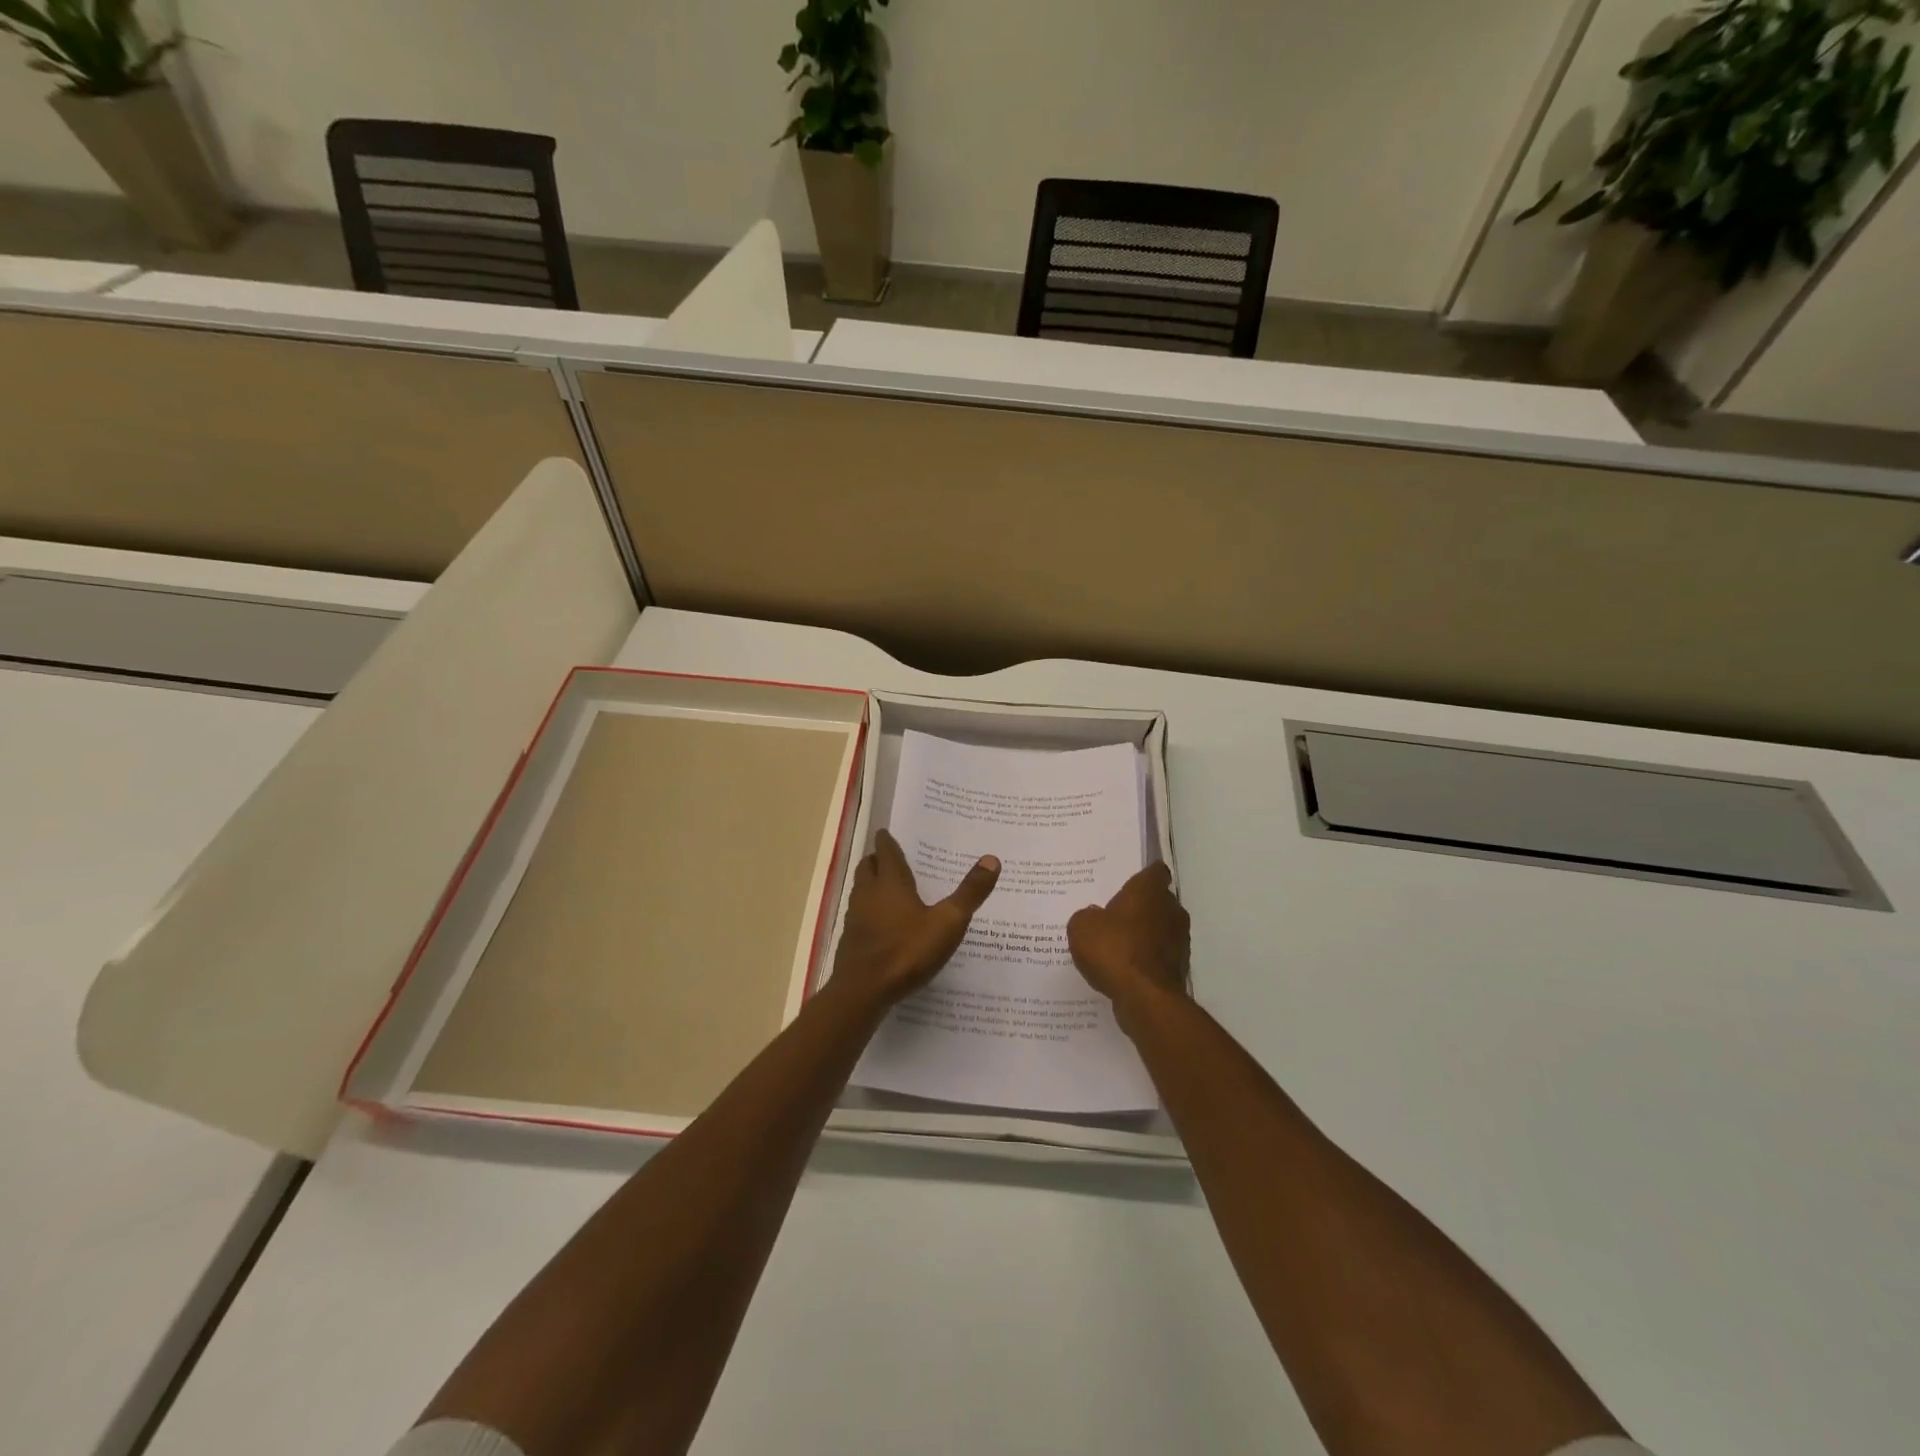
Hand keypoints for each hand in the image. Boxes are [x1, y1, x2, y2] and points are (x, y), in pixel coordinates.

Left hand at [830, 830, 1000, 1010]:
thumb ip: (969, 893)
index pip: (886, 852)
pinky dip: (868, 910)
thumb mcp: (948, 922)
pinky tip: (882, 924)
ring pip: (860, 890)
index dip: (887, 841)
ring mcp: (855, 917)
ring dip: (870, 884)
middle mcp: (868, 894)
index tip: (886, 832)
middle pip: (868, 867)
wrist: (863, 991)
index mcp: (890, 883)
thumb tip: (992, 859)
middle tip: (889, 857)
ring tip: (887, 887)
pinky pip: (858, 914)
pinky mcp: (850, 940)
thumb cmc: (907, 951)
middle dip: (876, 859)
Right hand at [1067, 862, 1189, 1013]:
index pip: (1155, 871)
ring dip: (1144, 935)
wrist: (1145, 998)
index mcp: (1150, 891)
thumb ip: (1087, 916)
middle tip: (1114, 915)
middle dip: (1140, 907)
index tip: (1128, 882)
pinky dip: (1145, 960)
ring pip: (1160, 930)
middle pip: (1158, 901)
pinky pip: (1158, 956)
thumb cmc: (1114, 949)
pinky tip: (1124, 970)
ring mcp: (1179, 941)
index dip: (1143, 875)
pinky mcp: (1179, 969)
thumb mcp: (1082, 926)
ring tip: (1116, 945)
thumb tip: (1096, 917)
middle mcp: (1171, 910)